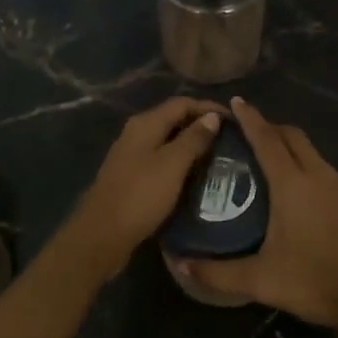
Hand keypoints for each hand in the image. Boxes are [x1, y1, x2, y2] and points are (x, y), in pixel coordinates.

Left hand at [59, 97, 225, 279]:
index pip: (182, 103)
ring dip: (192, 146)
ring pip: (168, 142)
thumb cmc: (141, 196)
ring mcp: (132, 156)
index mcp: (145, 124)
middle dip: (202, 126)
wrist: (103, 234)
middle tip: (230, 140)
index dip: (209, 108)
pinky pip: (161, 161)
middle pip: (173, 120)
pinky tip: (195, 176)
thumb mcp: (172, 165)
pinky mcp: (132, 176)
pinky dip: (180, 163)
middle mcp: (136, 133)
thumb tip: (212, 116)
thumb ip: (193, 139)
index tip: (235, 121)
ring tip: (218, 157)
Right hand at [175, 99, 337, 335]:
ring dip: (290, 149)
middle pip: (293, 137)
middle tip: (247, 135)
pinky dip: (307, 168)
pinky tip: (298, 193)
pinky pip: (326, 172)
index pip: (267, 139)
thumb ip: (218, 272)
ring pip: (312, 153)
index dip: (250, 119)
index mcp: (293, 185)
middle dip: (271, 128)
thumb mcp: (261, 280)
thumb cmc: (314, 282)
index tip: (235, 103)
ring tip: (269, 163)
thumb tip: (181, 265)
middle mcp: (319, 176)